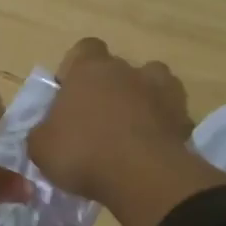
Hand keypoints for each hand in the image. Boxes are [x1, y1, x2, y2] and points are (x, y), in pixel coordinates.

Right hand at [29, 38, 225, 225]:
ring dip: (141, 101)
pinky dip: (162, 127)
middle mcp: (127, 70)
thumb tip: (49, 131)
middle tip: (96, 121)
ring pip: (151, 85)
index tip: (69, 93)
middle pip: (117, 69)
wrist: (142, 176)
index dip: (75, 69)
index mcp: (89, 69)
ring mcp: (162, 91)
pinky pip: (170, 115)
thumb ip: (43, 131)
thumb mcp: (40, 147)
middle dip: (108, 89)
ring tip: (129, 132)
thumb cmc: (82, 153)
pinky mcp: (184, 118)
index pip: (84, 49)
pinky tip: (150, 150)